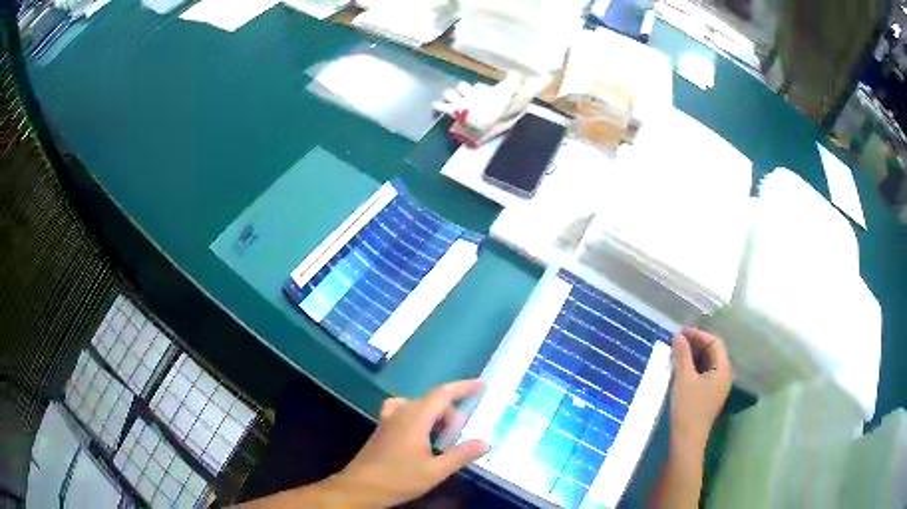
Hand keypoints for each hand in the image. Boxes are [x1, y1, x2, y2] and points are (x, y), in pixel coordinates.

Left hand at [328, 379, 489, 507]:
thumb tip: (485, 442)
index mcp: (415, 418)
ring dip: (435, 414)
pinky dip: (418, 415)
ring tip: (443, 434)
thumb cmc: (399, 479)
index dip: (463, 387)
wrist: (360, 487)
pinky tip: (420, 434)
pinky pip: (403, 411)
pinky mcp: (382, 429)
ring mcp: (388, 420)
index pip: (443, 393)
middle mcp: (401, 413)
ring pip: (417, 405)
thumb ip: (461, 455)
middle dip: (451, 411)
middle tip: (460, 433)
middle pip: (431, 400)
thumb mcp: (435, 471)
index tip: (481, 385)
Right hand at [670, 328, 732, 447]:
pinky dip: (695, 366)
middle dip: (697, 344)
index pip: (715, 343)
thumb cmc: (688, 408)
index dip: (699, 335)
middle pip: (714, 351)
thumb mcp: (684, 379)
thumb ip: (682, 355)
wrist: (687, 439)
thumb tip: (678, 336)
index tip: (681, 332)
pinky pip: (705, 373)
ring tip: (678, 352)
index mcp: (723, 369)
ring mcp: (718, 386)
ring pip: (709, 363)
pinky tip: (682, 368)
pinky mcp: (710, 395)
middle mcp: (724, 375)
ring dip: (695, 355)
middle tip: (678, 341)